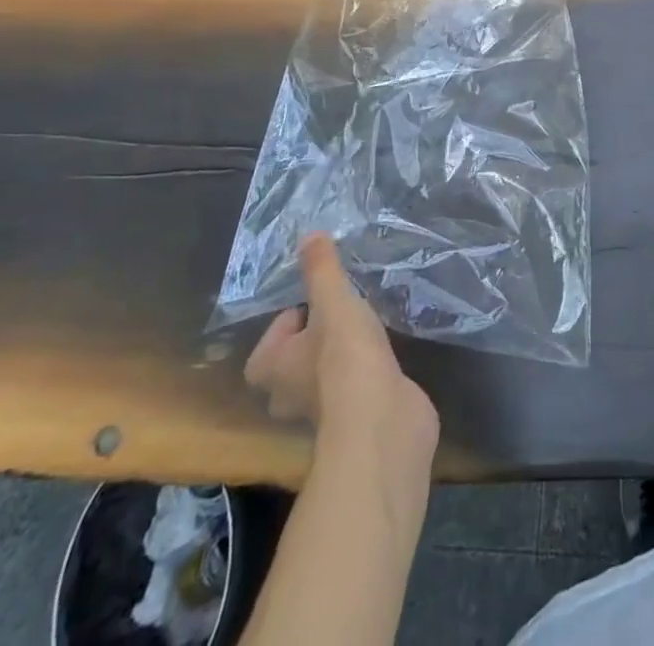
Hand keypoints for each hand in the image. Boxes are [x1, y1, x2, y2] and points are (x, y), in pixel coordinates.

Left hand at [244, 235, 438, 462]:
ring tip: (367, 330)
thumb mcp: (335, 302)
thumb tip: (308, 234)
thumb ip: (322, 269)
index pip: (268, 344)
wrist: (381, 419)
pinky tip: (385, 356)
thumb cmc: (345, 358)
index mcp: (272, 369)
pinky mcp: (356, 417)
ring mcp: (324, 411)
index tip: (319, 303)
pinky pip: (354, 388)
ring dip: (340, 359)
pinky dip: (366, 373)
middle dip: (313, 343)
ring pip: (323, 379)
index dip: (290, 321)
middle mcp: (289, 396)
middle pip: (292, 365)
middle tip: (342, 315)